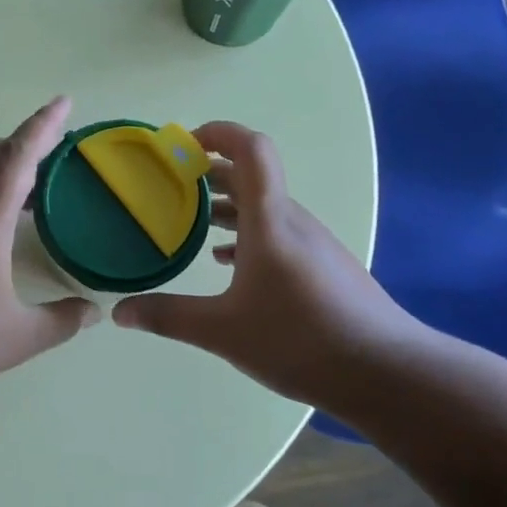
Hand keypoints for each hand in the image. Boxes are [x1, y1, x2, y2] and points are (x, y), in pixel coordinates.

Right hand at [112, 122, 429, 409]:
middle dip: (209, 173)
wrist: (386, 373)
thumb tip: (119, 312)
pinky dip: (247, 233)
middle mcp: (293, 221)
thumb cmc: (300, 340)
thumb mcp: (223, 331)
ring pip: (265, 207)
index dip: (218, 133)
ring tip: (191, 224)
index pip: (251, 149)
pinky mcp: (323, 266)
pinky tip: (228, 264)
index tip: (182, 145)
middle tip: (170, 186)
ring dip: (227, 206)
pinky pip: (278, 232)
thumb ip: (168, 317)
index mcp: (270, 220)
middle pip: (252, 176)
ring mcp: (313, 243)